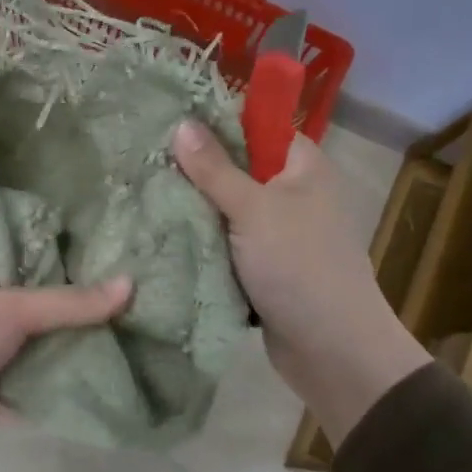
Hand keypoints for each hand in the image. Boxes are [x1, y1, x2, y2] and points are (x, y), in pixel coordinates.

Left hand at [0, 273, 132, 471]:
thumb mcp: (9, 310)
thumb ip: (68, 304)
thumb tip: (132, 283)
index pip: (41, 281)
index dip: (81, 284)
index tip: (129, 286)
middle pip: (47, 325)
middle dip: (86, 328)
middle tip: (145, 326)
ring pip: (45, 362)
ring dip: (79, 364)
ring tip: (139, 357)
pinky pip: (37, 398)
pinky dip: (64, 398)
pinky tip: (108, 395)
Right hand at [171, 122, 428, 441]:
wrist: (330, 348)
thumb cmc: (298, 266)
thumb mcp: (253, 210)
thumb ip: (215, 168)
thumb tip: (181, 124)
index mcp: (301, 166)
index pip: (254, 127)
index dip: (214, 123)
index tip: (165, 123)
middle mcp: (291, 193)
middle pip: (235, 168)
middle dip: (194, 170)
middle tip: (142, 164)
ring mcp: (276, 231)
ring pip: (225, 209)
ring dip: (193, 209)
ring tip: (142, 195)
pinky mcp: (261, 265)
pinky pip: (224, 242)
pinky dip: (200, 241)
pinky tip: (161, 233)